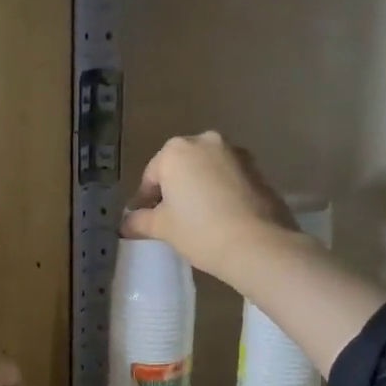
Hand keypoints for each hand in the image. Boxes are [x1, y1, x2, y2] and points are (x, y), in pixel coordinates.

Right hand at [121, 132, 297, 285]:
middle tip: (170, 218)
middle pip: (180, 167)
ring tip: (197, 218)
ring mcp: (235, 152)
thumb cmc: (200, 230)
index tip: (144, 220)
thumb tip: (127, 224)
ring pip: (206, 170)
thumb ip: (140, 221)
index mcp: (175, 150)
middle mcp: (205, 141)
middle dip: (173, 189)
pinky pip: (228, 177)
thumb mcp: (162, 227)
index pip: (151, 176)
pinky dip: (220, 191)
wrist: (258, 244)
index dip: (145, 200)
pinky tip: (220, 215)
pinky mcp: (258, 168)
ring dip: (198, 188)